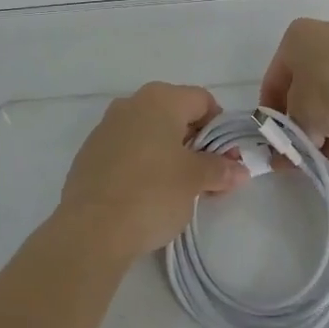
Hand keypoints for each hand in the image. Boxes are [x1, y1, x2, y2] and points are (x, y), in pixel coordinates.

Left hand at [57, 82, 248, 258]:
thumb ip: (219, 169)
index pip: (202, 100)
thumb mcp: (194, 180)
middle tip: (207, 177)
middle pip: (175, 114)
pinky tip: (146, 195)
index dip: (220, 128)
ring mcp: (106, 127)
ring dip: (169, 154)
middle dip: (195, 143)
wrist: (91, 228)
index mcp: (160, 99)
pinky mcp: (90, 153)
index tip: (226, 159)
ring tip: (178, 190)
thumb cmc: (152, 193)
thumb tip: (239, 170)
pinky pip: (127, 150)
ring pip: (149, 133)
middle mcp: (131, 103)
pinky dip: (143, 164)